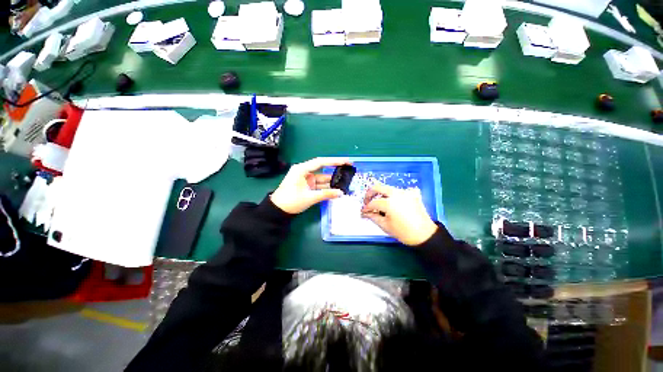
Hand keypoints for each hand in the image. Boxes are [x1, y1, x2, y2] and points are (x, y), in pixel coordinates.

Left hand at [271, 157, 351, 213]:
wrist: (278, 211)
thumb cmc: (290, 201)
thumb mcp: (309, 197)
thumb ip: (326, 194)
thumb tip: (341, 193)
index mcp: (302, 169)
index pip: (321, 162)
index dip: (335, 161)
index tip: (347, 161)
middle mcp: (304, 172)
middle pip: (323, 169)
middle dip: (335, 171)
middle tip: (349, 171)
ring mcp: (306, 179)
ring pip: (322, 179)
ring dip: (332, 182)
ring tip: (345, 183)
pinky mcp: (307, 186)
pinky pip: (319, 185)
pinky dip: (327, 188)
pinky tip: (336, 190)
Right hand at [361, 183, 437, 245]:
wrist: (425, 235)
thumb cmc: (403, 233)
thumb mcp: (385, 226)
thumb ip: (373, 216)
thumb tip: (365, 213)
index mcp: (389, 203)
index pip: (373, 202)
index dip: (366, 207)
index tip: (363, 211)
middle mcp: (396, 193)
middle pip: (378, 187)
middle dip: (370, 194)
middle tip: (367, 202)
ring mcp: (406, 192)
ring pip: (389, 189)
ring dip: (382, 194)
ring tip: (381, 204)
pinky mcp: (413, 194)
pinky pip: (400, 191)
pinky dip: (395, 195)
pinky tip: (395, 202)